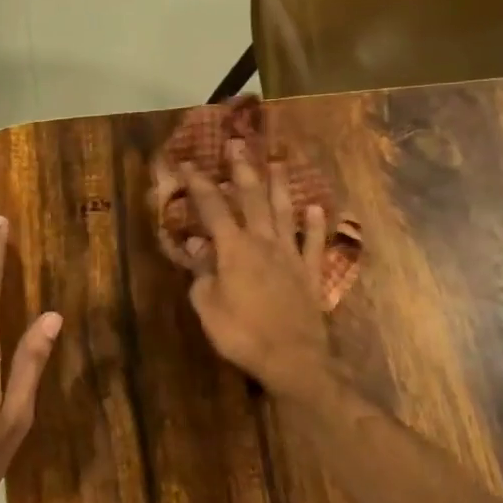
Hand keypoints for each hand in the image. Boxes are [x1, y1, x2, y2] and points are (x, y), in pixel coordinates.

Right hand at [174, 141, 332, 394]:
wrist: (292, 358)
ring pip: (284, 212)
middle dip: (241, 170)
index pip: (212, 209)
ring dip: (279, 186)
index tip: (187, 163)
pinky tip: (316, 209)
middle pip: (252, 199)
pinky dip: (315, 225)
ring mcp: (291, 255)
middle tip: (237, 144)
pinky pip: (313, 243)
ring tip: (277, 162)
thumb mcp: (208, 306)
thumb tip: (197, 244)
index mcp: (234, 249)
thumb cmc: (242, 333)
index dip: (198, 185)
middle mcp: (264, 242)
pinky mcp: (310, 273)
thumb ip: (201, 272)